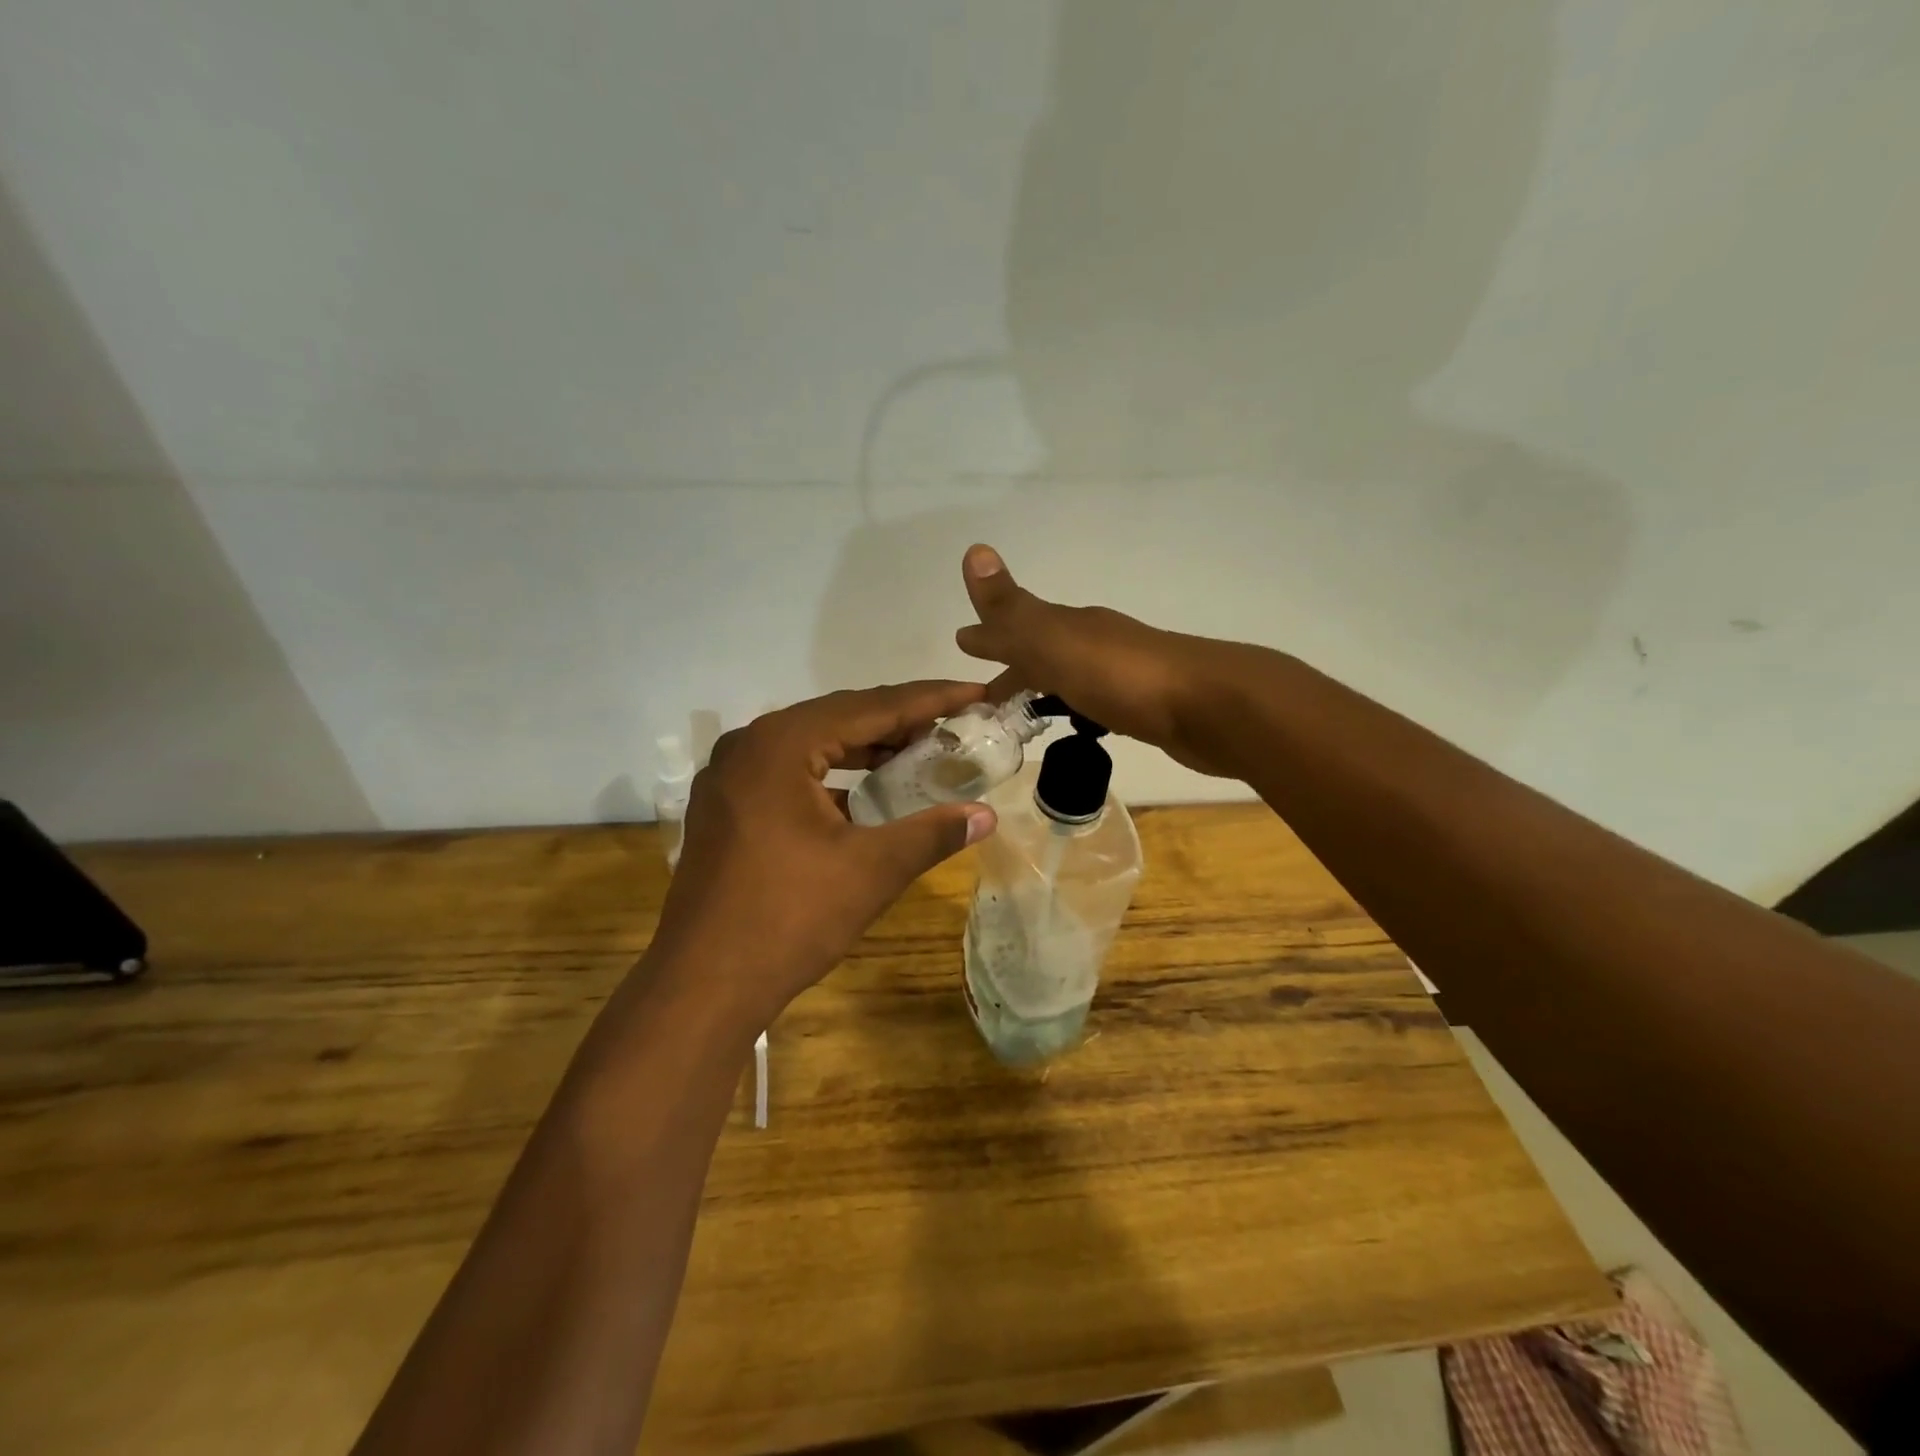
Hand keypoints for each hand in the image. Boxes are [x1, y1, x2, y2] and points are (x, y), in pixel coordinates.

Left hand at [649, 683, 998, 1028]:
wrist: (702, 986)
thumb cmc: (789, 918)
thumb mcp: (871, 871)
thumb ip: (932, 833)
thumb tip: (987, 815)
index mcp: (781, 744)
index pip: (870, 707)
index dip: (929, 699)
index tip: (974, 692)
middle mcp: (748, 745)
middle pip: (838, 718)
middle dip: (898, 722)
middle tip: (953, 724)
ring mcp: (729, 777)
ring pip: (811, 746)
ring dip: (864, 749)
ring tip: (917, 754)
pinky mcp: (724, 808)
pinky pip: (788, 773)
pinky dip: (832, 777)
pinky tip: (864, 797)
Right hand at [955, 545, 1236, 777]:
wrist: (1212, 707)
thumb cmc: (1123, 676)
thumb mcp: (1054, 640)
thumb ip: (1011, 609)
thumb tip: (973, 550)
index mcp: (1071, 626)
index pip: (1019, 627)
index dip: (991, 639)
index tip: (963, 648)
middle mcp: (1097, 642)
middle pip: (1045, 652)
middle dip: (1015, 669)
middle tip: (987, 700)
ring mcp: (1125, 673)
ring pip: (1072, 677)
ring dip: (1046, 689)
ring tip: (1025, 717)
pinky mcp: (1148, 706)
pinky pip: (1099, 703)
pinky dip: (1079, 709)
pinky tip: (1083, 726)